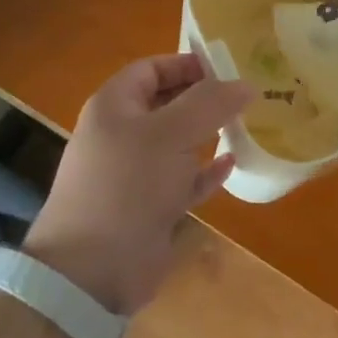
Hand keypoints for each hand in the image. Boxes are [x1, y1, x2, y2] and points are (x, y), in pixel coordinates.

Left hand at [21, 55, 251, 315]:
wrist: (91, 273)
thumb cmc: (128, 185)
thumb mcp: (172, 133)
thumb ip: (211, 103)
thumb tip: (246, 84)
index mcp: (115, 106)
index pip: (152, 69)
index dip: (187, 64)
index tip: (227, 68)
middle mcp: (122, 134)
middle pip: (168, 104)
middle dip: (205, 99)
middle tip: (245, 96)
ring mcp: (135, 174)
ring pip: (178, 143)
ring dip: (209, 134)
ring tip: (246, 125)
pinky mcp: (149, 208)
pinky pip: (183, 180)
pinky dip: (206, 172)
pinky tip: (231, 165)